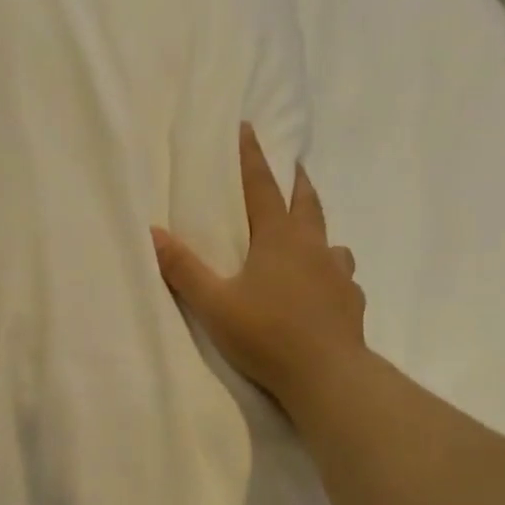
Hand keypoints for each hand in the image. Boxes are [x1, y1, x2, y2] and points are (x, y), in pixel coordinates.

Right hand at [152, 124, 365, 415]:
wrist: (326, 375)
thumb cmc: (266, 334)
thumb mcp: (214, 304)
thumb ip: (184, 269)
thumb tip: (153, 233)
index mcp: (279, 239)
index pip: (262, 187)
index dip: (252, 158)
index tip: (249, 129)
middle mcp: (313, 247)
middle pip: (307, 203)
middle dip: (296, 182)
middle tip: (294, 166)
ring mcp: (338, 274)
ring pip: (330, 240)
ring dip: (318, 230)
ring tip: (310, 238)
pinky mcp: (351, 302)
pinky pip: (343, 276)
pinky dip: (332, 273)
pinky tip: (326, 288)